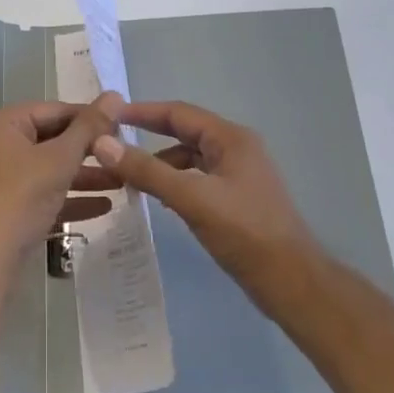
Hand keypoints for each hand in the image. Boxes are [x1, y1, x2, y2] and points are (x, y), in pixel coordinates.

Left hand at [0, 93, 124, 265]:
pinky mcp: (7, 207)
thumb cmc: (21, 196)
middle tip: (124, 155)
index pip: (54, 111)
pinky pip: (43, 194)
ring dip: (85, 176)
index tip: (123, 126)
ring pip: (49, 169)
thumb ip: (89, 128)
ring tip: (122, 182)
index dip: (89, 117)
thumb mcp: (59, 159)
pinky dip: (69, 198)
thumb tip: (114, 95)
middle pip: (52, 140)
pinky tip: (104, 207)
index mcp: (2, 124)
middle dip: (89, 151)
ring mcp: (0, 178)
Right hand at [92, 101, 321, 296]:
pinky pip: (197, 178)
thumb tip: (102, 143)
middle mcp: (236, 148)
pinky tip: (157, 197)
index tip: (108, 115)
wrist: (291, 281)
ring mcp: (238, 174)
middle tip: (111, 141)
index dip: (142, 112)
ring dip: (160, 162)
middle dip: (148, 135)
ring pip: (190, 157)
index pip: (178, 112)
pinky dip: (174, 181)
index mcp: (230, 138)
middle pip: (184, 131)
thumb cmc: (244, 232)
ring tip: (127, 174)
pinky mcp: (237, 198)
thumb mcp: (191, 198)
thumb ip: (146, 170)